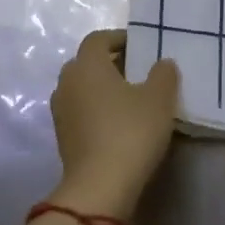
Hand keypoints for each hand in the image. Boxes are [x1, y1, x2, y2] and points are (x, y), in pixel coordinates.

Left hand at [47, 30, 179, 220]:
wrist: (99, 186)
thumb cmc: (130, 131)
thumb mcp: (159, 99)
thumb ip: (163, 74)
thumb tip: (162, 63)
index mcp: (87, 65)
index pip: (98, 39)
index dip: (119, 38)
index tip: (141, 46)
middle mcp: (67, 82)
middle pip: (87, 63)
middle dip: (111, 63)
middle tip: (138, 70)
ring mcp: (60, 111)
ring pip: (82, 88)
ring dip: (102, 88)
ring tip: (130, 98)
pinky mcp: (62, 137)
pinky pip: (80, 111)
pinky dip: (97, 109)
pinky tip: (118, 122)